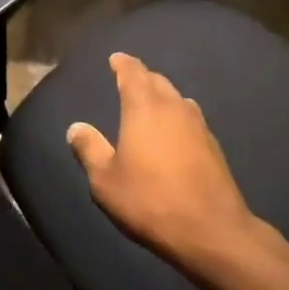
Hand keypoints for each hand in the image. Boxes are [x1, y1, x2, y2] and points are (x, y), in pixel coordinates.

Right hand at [66, 52, 257, 267]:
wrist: (211, 230)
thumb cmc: (150, 200)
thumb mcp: (106, 181)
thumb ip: (89, 150)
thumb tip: (75, 128)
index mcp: (144, 107)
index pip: (133, 72)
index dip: (123, 63)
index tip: (115, 59)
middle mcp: (173, 106)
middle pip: (157, 81)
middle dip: (142, 77)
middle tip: (129, 80)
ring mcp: (198, 124)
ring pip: (177, 98)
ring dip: (162, 95)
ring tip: (151, 104)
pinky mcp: (213, 145)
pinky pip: (190, 118)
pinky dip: (177, 116)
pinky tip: (174, 133)